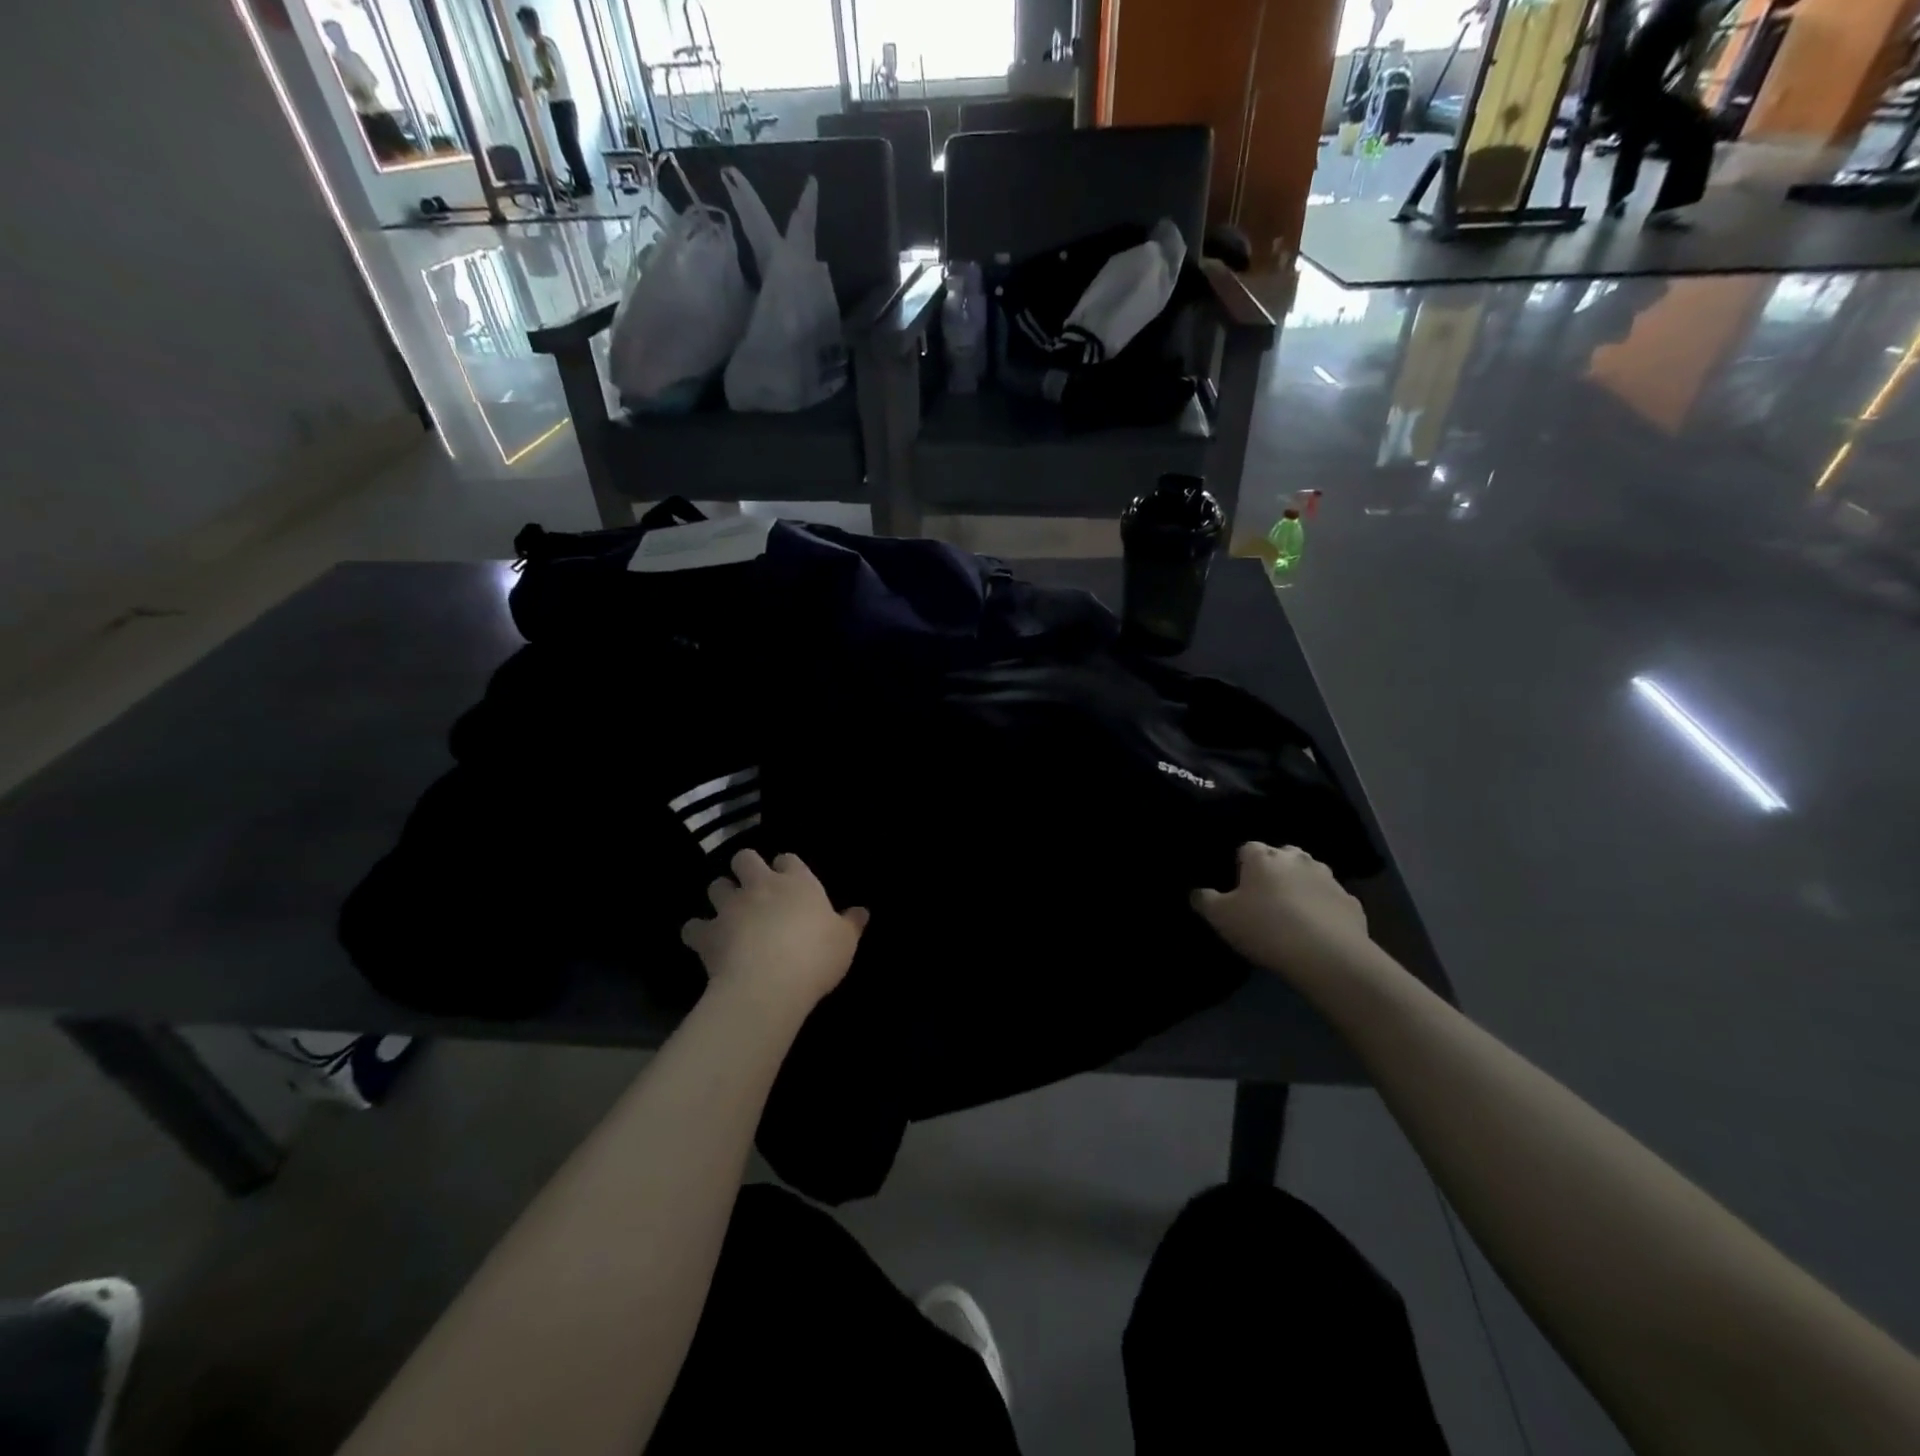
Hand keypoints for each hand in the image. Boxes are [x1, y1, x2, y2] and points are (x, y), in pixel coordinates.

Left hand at [681, 850, 867, 1014]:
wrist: (769, 984)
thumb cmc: (815, 957)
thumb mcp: (845, 942)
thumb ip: (851, 924)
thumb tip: (862, 911)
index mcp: (797, 882)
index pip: (788, 859)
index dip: (786, 868)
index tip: (789, 881)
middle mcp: (761, 886)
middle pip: (745, 858)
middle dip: (745, 868)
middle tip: (753, 889)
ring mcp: (730, 907)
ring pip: (716, 885)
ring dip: (720, 895)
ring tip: (728, 913)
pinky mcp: (707, 933)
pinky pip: (693, 926)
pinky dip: (697, 932)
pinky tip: (704, 942)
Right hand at [1192, 843, 1374, 983]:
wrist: (1327, 956)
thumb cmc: (1265, 927)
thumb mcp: (1221, 917)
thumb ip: (1204, 900)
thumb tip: (1197, 892)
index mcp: (1263, 857)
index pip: (1247, 848)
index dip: (1241, 866)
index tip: (1238, 888)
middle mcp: (1297, 859)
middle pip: (1282, 855)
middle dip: (1275, 870)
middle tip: (1265, 898)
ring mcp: (1329, 879)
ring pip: (1310, 875)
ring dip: (1302, 887)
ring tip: (1293, 914)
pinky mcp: (1352, 903)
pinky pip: (1332, 900)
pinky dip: (1325, 909)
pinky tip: (1318, 931)